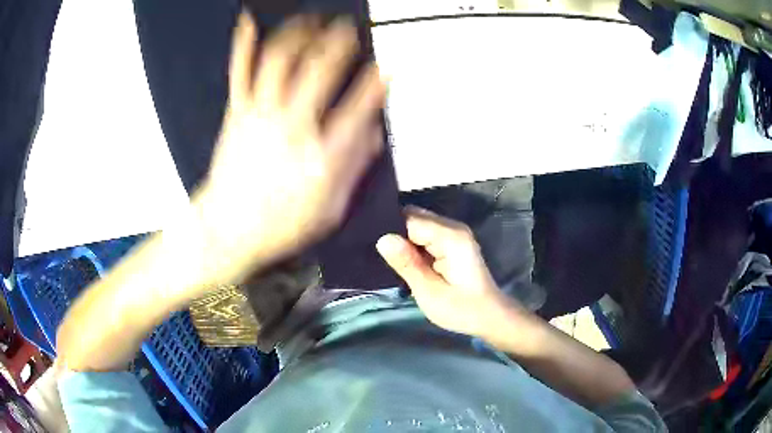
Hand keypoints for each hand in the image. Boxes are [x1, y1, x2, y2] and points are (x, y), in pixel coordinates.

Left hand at [196, 13, 385, 282]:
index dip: (377, 82)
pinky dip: (245, 44)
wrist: (227, 229)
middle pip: (320, 70)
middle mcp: (292, 127)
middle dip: (339, 42)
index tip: (386, 66)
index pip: (358, 107)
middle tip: (350, 28)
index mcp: (320, 155)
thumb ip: (354, 167)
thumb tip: (373, 135)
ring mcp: (261, 116)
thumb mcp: (329, 209)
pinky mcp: (238, 113)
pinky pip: (241, 72)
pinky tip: (250, 23)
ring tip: (312, 19)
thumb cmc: (278, 225)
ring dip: (300, 34)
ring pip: (281, 61)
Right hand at [376, 206, 520, 338]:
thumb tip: (383, 238)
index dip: (390, 230)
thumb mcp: (429, 292)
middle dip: (395, 233)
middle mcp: (453, 228)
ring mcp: (454, 233)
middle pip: (414, 217)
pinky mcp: (452, 242)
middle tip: (378, 255)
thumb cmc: (461, 309)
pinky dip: (413, 245)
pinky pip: (425, 235)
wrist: (489, 316)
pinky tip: (403, 260)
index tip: (370, 245)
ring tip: (387, 259)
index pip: (410, 219)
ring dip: (403, 241)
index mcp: (450, 237)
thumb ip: (407, 264)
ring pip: (418, 225)